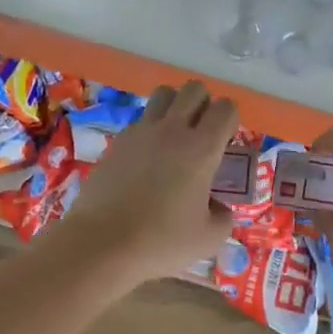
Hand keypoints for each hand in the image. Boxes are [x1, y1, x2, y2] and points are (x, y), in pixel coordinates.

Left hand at [60, 81, 238, 284]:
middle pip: (193, 89)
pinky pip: (140, 121)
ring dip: (175, 107)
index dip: (231, 120)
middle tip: (203, 135)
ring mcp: (140, 132)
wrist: (101, 244)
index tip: (226, 143)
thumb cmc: (161, 241)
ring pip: (163, 95)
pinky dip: (149, 130)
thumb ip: (223, 217)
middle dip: (204, 104)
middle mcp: (172, 130)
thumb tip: (218, 208)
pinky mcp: (116, 143)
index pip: (225, 108)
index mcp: (201, 148)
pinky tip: (147, 161)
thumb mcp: (208, 238)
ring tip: (175, 138)